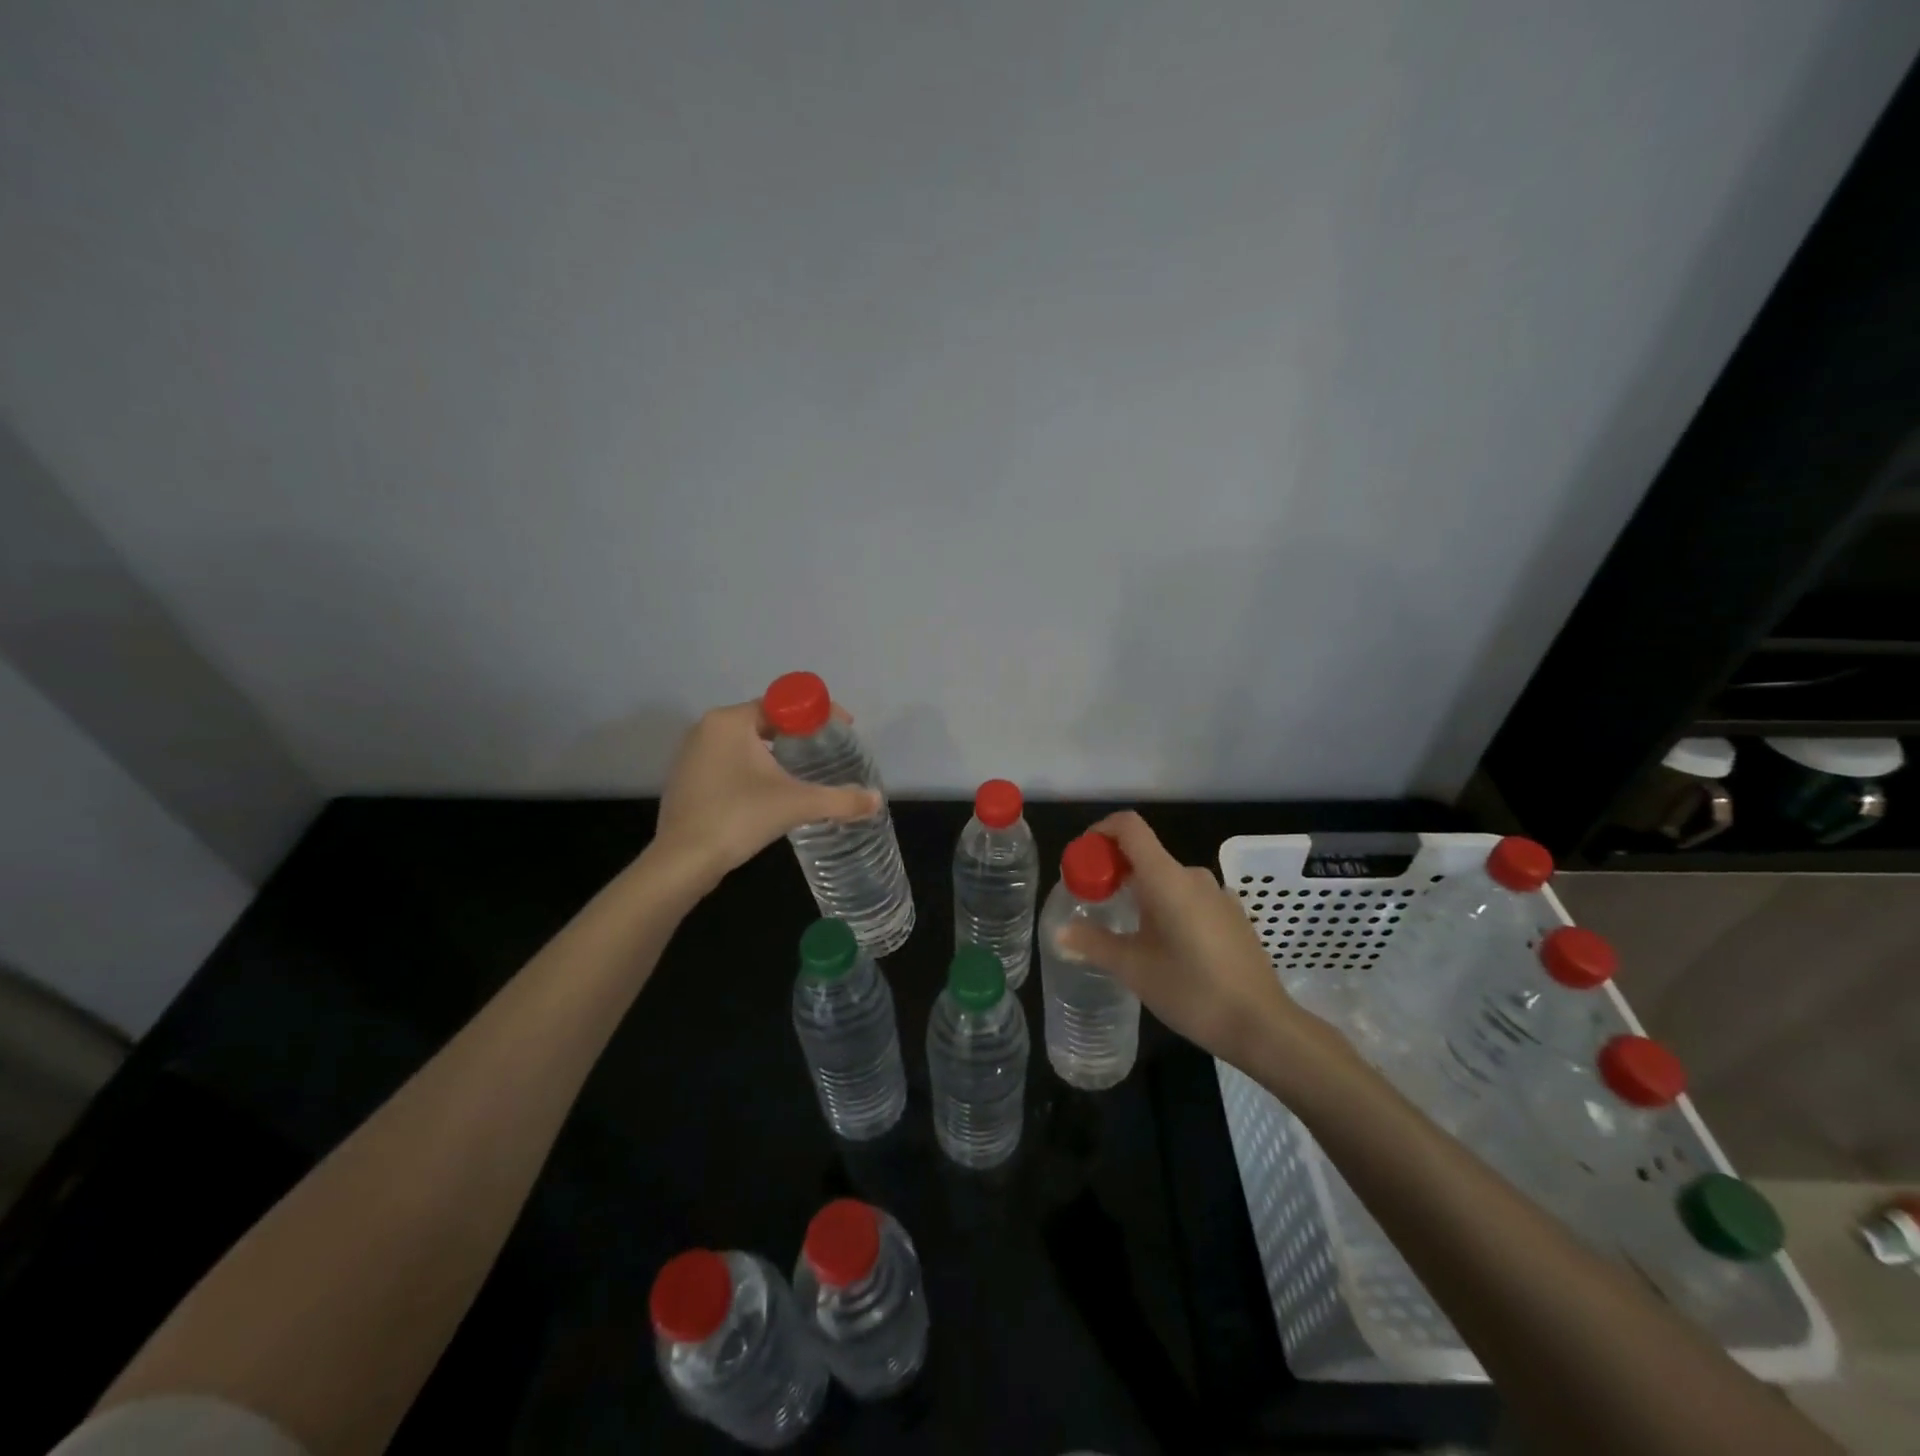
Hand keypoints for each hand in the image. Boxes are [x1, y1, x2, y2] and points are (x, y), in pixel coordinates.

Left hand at [652, 701, 879, 888]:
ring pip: (745, 742)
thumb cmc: (739, 817)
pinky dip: (753, 768)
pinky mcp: (686, 779)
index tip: (843, 729)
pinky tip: (770, 790)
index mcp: (731, 721)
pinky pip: (728, 761)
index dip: (817, 713)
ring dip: (775, 751)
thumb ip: (840, 799)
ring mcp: (691, 754)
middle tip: (827, 751)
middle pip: (765, 720)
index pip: (783, 703)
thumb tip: (877, 800)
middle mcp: (706, 728)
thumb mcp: (797, 804)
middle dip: (798, 732)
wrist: (683, 862)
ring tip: (804, 770)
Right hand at [1058, 811, 1308, 1067]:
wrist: (1263, 1026)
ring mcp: (1218, 895)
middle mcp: (1193, 876)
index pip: (1129, 827)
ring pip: (1167, 879)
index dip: (1101, 831)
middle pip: (1145, 854)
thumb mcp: (1134, 969)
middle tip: (1093, 904)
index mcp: (1167, 878)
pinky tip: (1164, 946)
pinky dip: (1166, 907)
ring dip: (1141, 893)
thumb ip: (1094, 944)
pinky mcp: (1232, 916)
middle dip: (1114, 871)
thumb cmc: (1193, 991)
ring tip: (1126, 930)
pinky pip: (1189, 897)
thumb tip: (1061, 933)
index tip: (1083, 859)